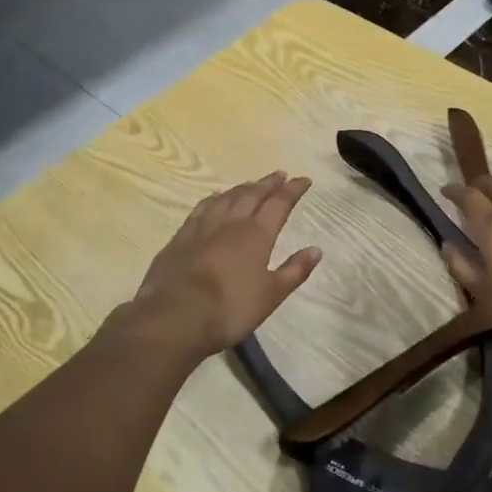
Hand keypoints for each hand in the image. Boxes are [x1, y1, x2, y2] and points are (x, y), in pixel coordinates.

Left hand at [122, 172, 320, 361]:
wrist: (175, 316)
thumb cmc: (230, 308)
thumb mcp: (271, 295)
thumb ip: (294, 270)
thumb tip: (316, 250)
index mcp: (257, 234)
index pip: (280, 203)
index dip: (293, 190)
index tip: (304, 180)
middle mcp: (231, 222)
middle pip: (253, 194)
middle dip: (269, 183)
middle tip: (280, 175)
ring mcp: (203, 227)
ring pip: (227, 197)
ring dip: (243, 187)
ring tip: (252, 184)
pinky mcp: (181, 237)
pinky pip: (202, 208)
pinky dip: (214, 199)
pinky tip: (214, 198)